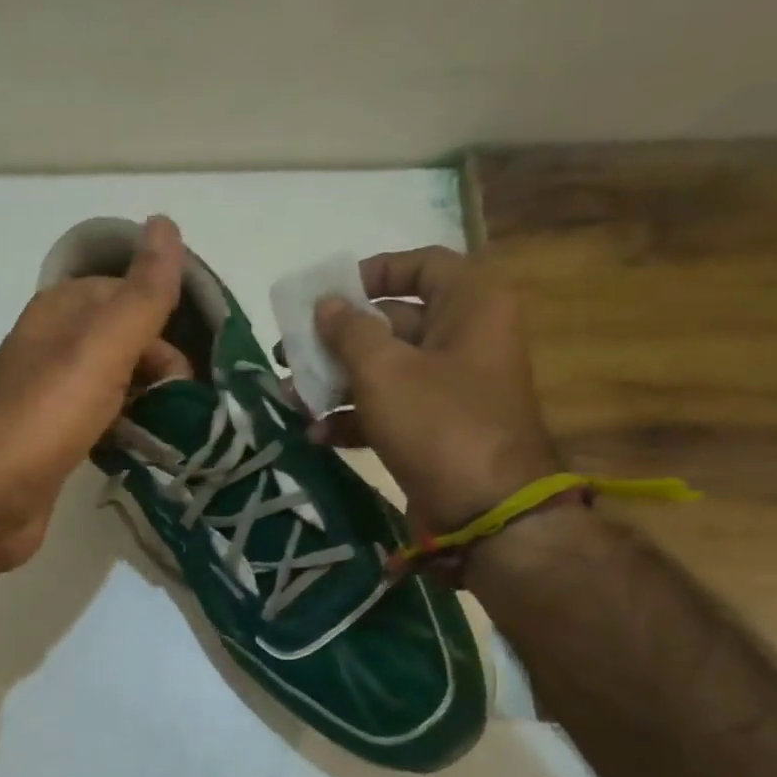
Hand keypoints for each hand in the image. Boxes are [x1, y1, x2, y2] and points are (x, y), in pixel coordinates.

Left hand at [0, 216, 184, 571]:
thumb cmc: (42, 418)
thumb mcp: (100, 348)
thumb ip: (140, 295)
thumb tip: (166, 222)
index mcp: (62, 312)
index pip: (130, 295)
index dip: (167, 325)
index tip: (197, 369)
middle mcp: (55, 347)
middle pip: (127, 343)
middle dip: (164, 371)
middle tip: (187, 411)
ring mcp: (53, 397)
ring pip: (119, 386)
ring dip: (151, 405)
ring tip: (179, 436)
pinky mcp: (55, 441)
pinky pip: (105, 424)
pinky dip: (129, 434)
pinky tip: (146, 455)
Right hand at [311, 247, 559, 533]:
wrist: (485, 513)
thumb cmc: (439, 423)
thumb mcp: (385, 370)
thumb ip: (349, 331)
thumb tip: (327, 305)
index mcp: (471, 305)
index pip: (423, 264)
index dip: (374, 272)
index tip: (330, 295)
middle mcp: (465, 339)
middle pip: (393, 322)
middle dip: (337, 340)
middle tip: (290, 353)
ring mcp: (451, 388)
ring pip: (385, 371)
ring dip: (336, 383)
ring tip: (291, 396)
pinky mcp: (436, 430)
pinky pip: (390, 410)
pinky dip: (353, 419)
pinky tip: (315, 433)